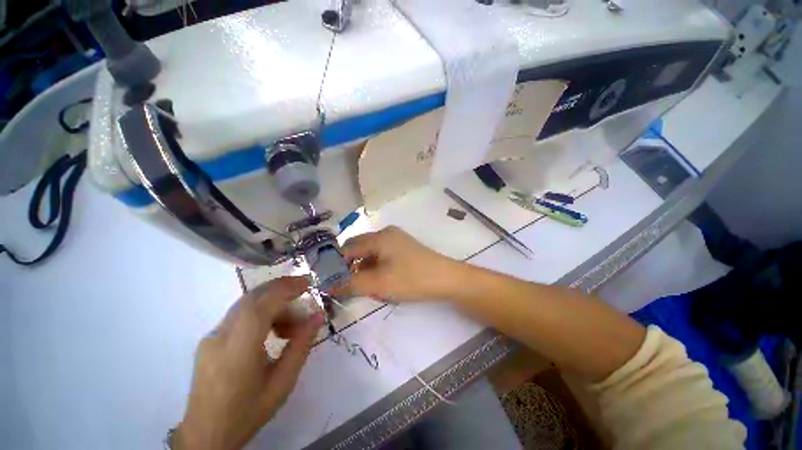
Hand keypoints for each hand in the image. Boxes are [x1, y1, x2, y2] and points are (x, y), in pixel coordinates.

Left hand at [175, 277, 323, 449]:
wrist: (206, 435)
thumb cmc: (248, 412)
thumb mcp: (283, 383)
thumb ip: (301, 345)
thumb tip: (317, 316)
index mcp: (238, 350)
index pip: (262, 305)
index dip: (286, 289)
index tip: (307, 284)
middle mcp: (220, 336)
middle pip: (252, 297)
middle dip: (281, 289)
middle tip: (304, 292)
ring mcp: (212, 336)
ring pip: (246, 304)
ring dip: (273, 303)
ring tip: (291, 325)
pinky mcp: (210, 339)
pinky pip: (239, 315)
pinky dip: (261, 312)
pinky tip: (272, 330)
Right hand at [336, 226, 459, 301]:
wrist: (447, 280)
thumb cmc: (412, 278)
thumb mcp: (378, 283)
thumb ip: (350, 283)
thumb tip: (326, 285)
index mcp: (379, 237)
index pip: (348, 247)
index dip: (336, 265)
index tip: (330, 283)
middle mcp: (386, 234)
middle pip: (359, 251)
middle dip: (353, 270)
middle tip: (353, 288)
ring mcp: (397, 242)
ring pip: (371, 257)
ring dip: (366, 273)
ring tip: (372, 290)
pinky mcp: (404, 250)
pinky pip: (383, 259)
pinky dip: (378, 272)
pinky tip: (383, 286)